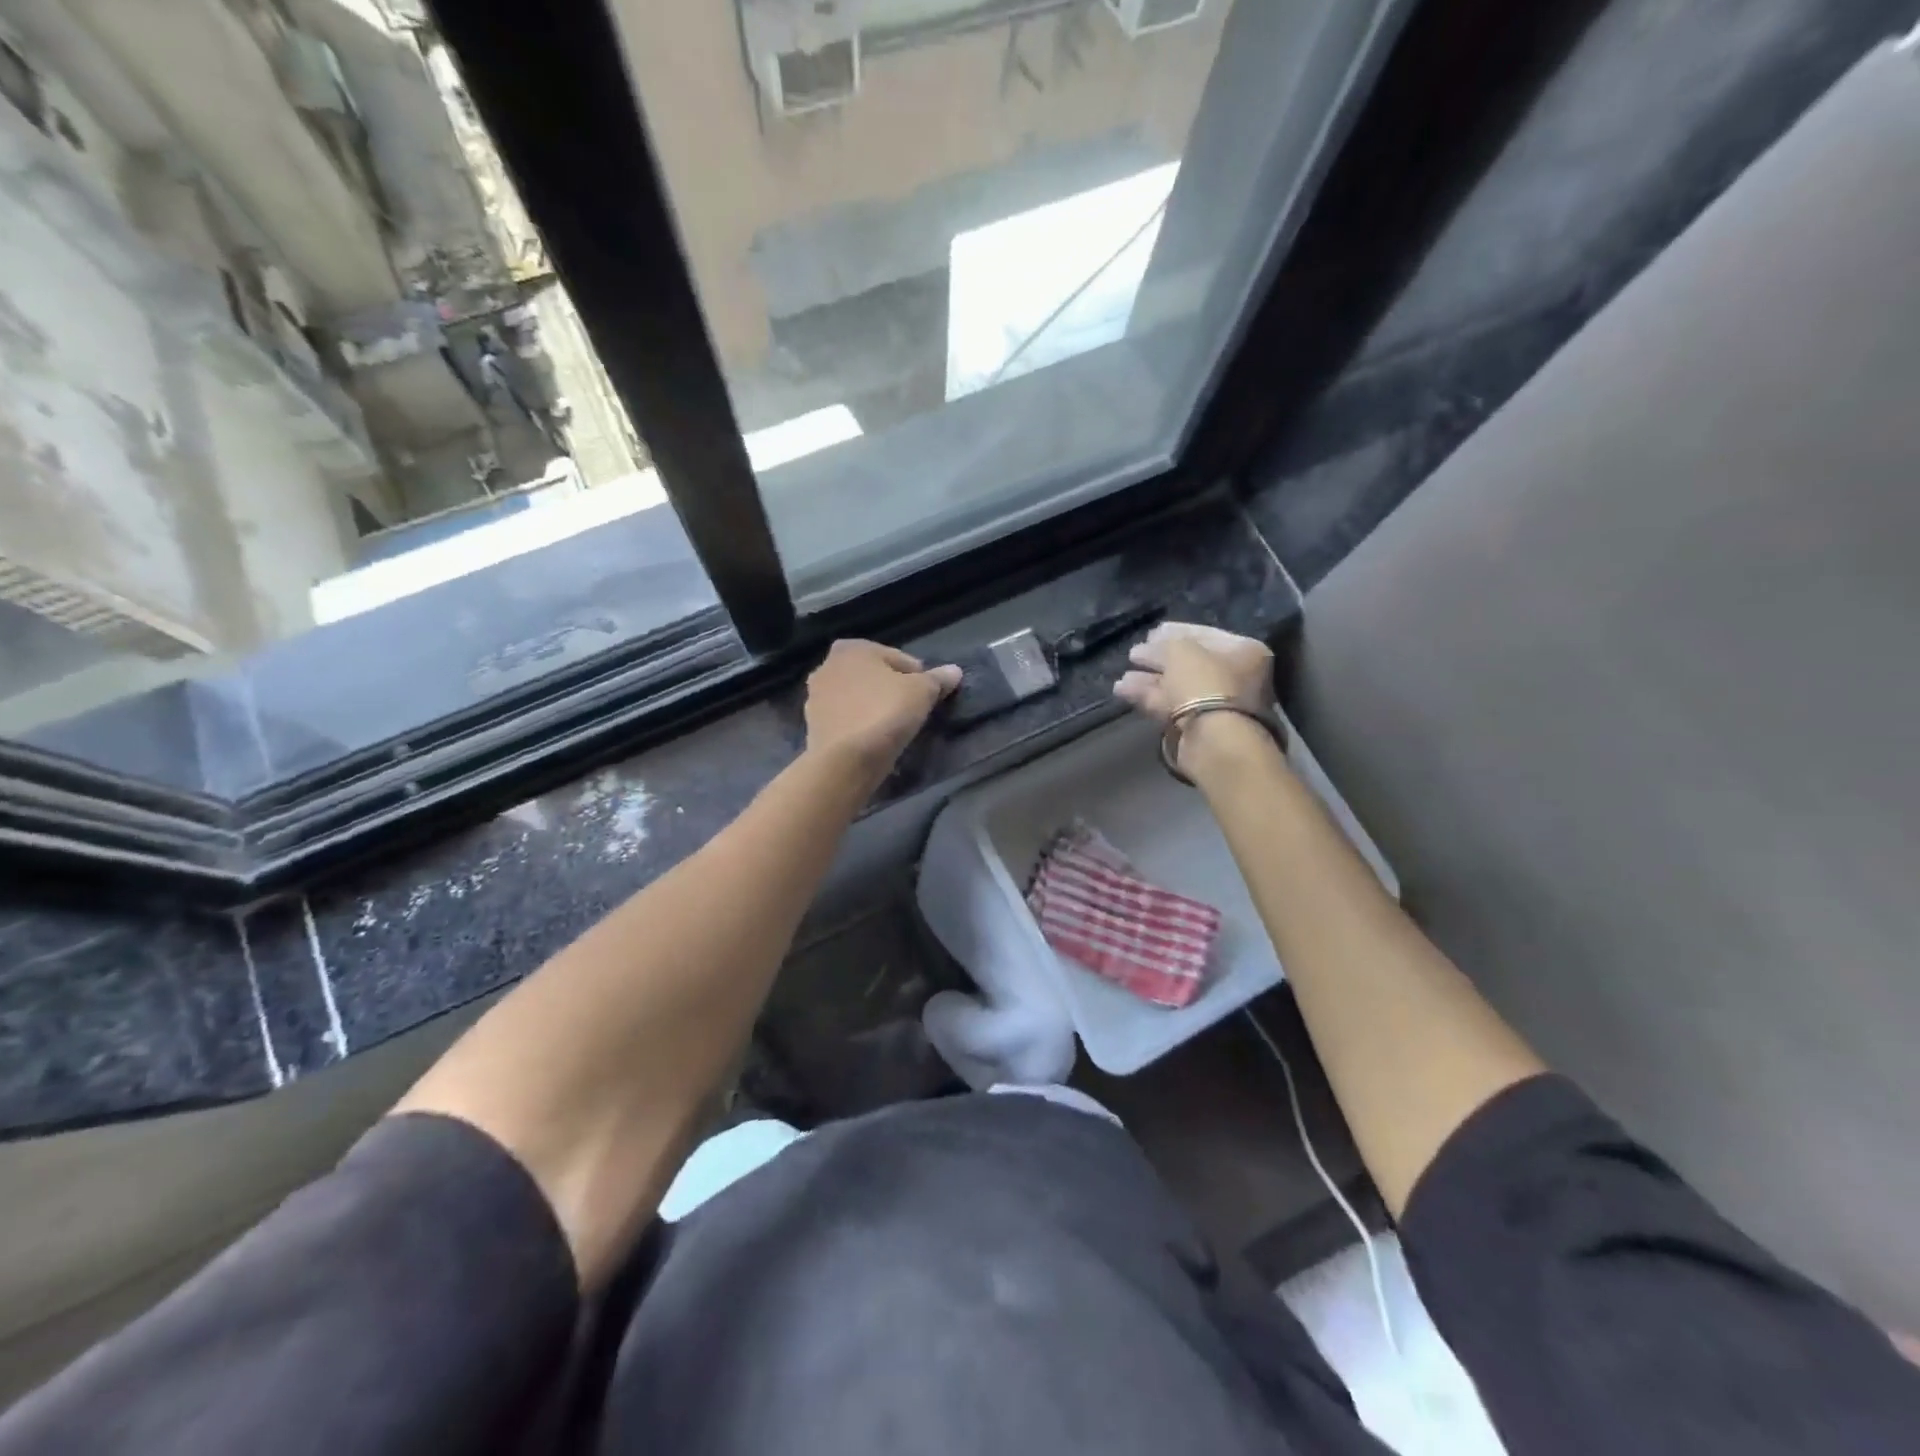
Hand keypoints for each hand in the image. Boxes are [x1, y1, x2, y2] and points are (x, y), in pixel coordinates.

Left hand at [804, 640, 960, 781]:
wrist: (846, 759)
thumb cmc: (885, 712)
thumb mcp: (922, 692)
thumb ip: (938, 679)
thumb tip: (954, 671)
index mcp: (852, 648)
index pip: (897, 658)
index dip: (917, 676)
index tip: (927, 697)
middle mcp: (827, 665)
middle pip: (873, 676)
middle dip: (891, 689)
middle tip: (912, 711)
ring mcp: (815, 696)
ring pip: (856, 697)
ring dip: (873, 706)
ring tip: (893, 727)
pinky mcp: (812, 725)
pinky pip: (846, 719)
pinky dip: (859, 724)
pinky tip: (874, 739)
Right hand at [1113, 622, 1275, 772]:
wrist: (1212, 738)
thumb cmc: (1204, 683)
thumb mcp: (1181, 650)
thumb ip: (1165, 644)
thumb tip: (1151, 646)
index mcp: (1242, 652)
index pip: (1204, 634)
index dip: (1175, 631)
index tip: (1151, 632)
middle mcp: (1233, 677)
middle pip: (1189, 663)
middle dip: (1158, 658)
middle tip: (1134, 653)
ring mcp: (1215, 704)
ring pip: (1176, 686)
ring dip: (1148, 679)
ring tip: (1122, 675)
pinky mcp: (1196, 727)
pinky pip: (1169, 706)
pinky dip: (1147, 697)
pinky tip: (1122, 690)